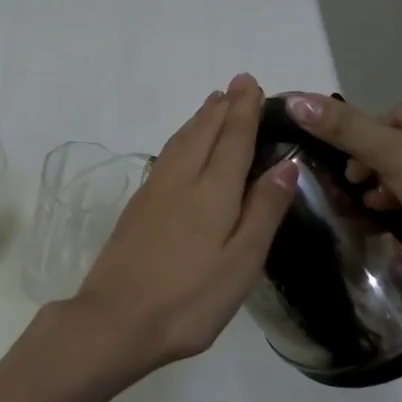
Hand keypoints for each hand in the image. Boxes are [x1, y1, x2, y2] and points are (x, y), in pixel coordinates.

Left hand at [50, 74, 298, 382]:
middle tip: (236, 85)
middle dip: (222, 107)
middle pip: (203, 132)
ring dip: (199, 119)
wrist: (115, 319)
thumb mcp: (241, 262)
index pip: (233, 138)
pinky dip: (180, 139)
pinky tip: (181, 148)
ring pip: (180, 142)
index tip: (250, 82)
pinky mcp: (137, 207)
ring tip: (212, 105)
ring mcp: (153, 192)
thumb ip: (264, 210)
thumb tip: (286, 163)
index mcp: (212, 191)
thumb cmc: (189, 299)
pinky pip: (165, 156)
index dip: (244, 110)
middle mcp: (181, 180)